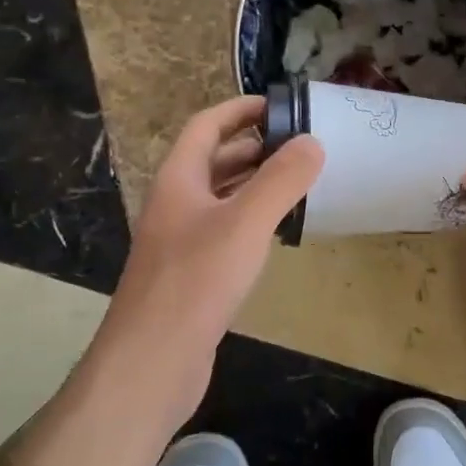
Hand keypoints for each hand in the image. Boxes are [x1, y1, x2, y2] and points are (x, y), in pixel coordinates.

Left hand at [94, 96, 323, 421]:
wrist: (152, 361)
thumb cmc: (196, 281)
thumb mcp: (245, 223)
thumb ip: (280, 180)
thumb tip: (312, 141)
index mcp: (178, 180)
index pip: (206, 126)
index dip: (239, 110)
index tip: (280, 104)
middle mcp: (175, 204)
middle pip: (213, 161)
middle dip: (253, 147)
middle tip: (300, 145)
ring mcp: (180, 242)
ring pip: (220, 198)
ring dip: (254, 184)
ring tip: (298, 182)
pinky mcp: (191, 275)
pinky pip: (224, 232)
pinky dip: (251, 221)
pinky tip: (277, 233)